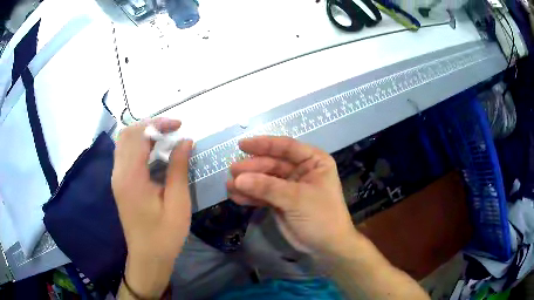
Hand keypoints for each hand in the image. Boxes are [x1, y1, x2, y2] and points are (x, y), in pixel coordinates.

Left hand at [112, 119, 192, 297]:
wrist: (148, 257)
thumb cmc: (165, 234)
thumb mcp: (177, 203)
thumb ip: (178, 168)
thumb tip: (185, 141)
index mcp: (131, 177)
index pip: (139, 136)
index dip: (158, 124)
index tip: (179, 125)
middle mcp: (119, 173)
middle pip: (127, 134)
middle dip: (150, 125)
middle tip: (172, 130)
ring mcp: (117, 178)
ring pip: (123, 142)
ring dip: (143, 133)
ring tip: (165, 137)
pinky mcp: (119, 183)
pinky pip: (124, 153)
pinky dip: (138, 145)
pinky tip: (154, 151)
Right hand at [227, 136, 358, 256]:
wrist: (326, 247)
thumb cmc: (321, 216)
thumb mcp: (297, 199)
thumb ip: (268, 187)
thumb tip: (238, 179)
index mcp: (313, 161)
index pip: (286, 147)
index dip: (264, 144)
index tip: (242, 145)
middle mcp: (301, 170)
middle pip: (272, 163)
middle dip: (253, 168)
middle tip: (233, 171)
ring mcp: (290, 186)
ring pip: (265, 179)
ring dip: (248, 182)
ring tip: (229, 186)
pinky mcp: (281, 201)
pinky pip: (263, 194)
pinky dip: (250, 196)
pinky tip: (236, 197)